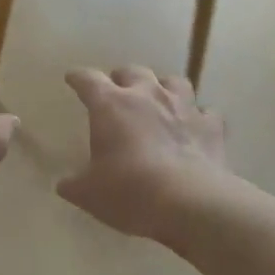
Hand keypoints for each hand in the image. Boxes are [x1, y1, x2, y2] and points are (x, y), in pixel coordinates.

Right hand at [57, 68, 226, 242]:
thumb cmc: (130, 191)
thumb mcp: (89, 193)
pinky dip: (199, 117)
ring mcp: (183, 107)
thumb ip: (73, 185)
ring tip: (159, 99)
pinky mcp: (211, 126)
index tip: (72, 79)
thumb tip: (64, 184)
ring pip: (173, 82)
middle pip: (132, 71)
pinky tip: (195, 127)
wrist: (190, 203)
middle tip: (117, 91)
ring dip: (163, 87)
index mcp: (111, 105)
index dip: (78, 78)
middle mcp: (147, 95)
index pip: (88, 80)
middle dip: (122, 78)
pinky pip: (206, 112)